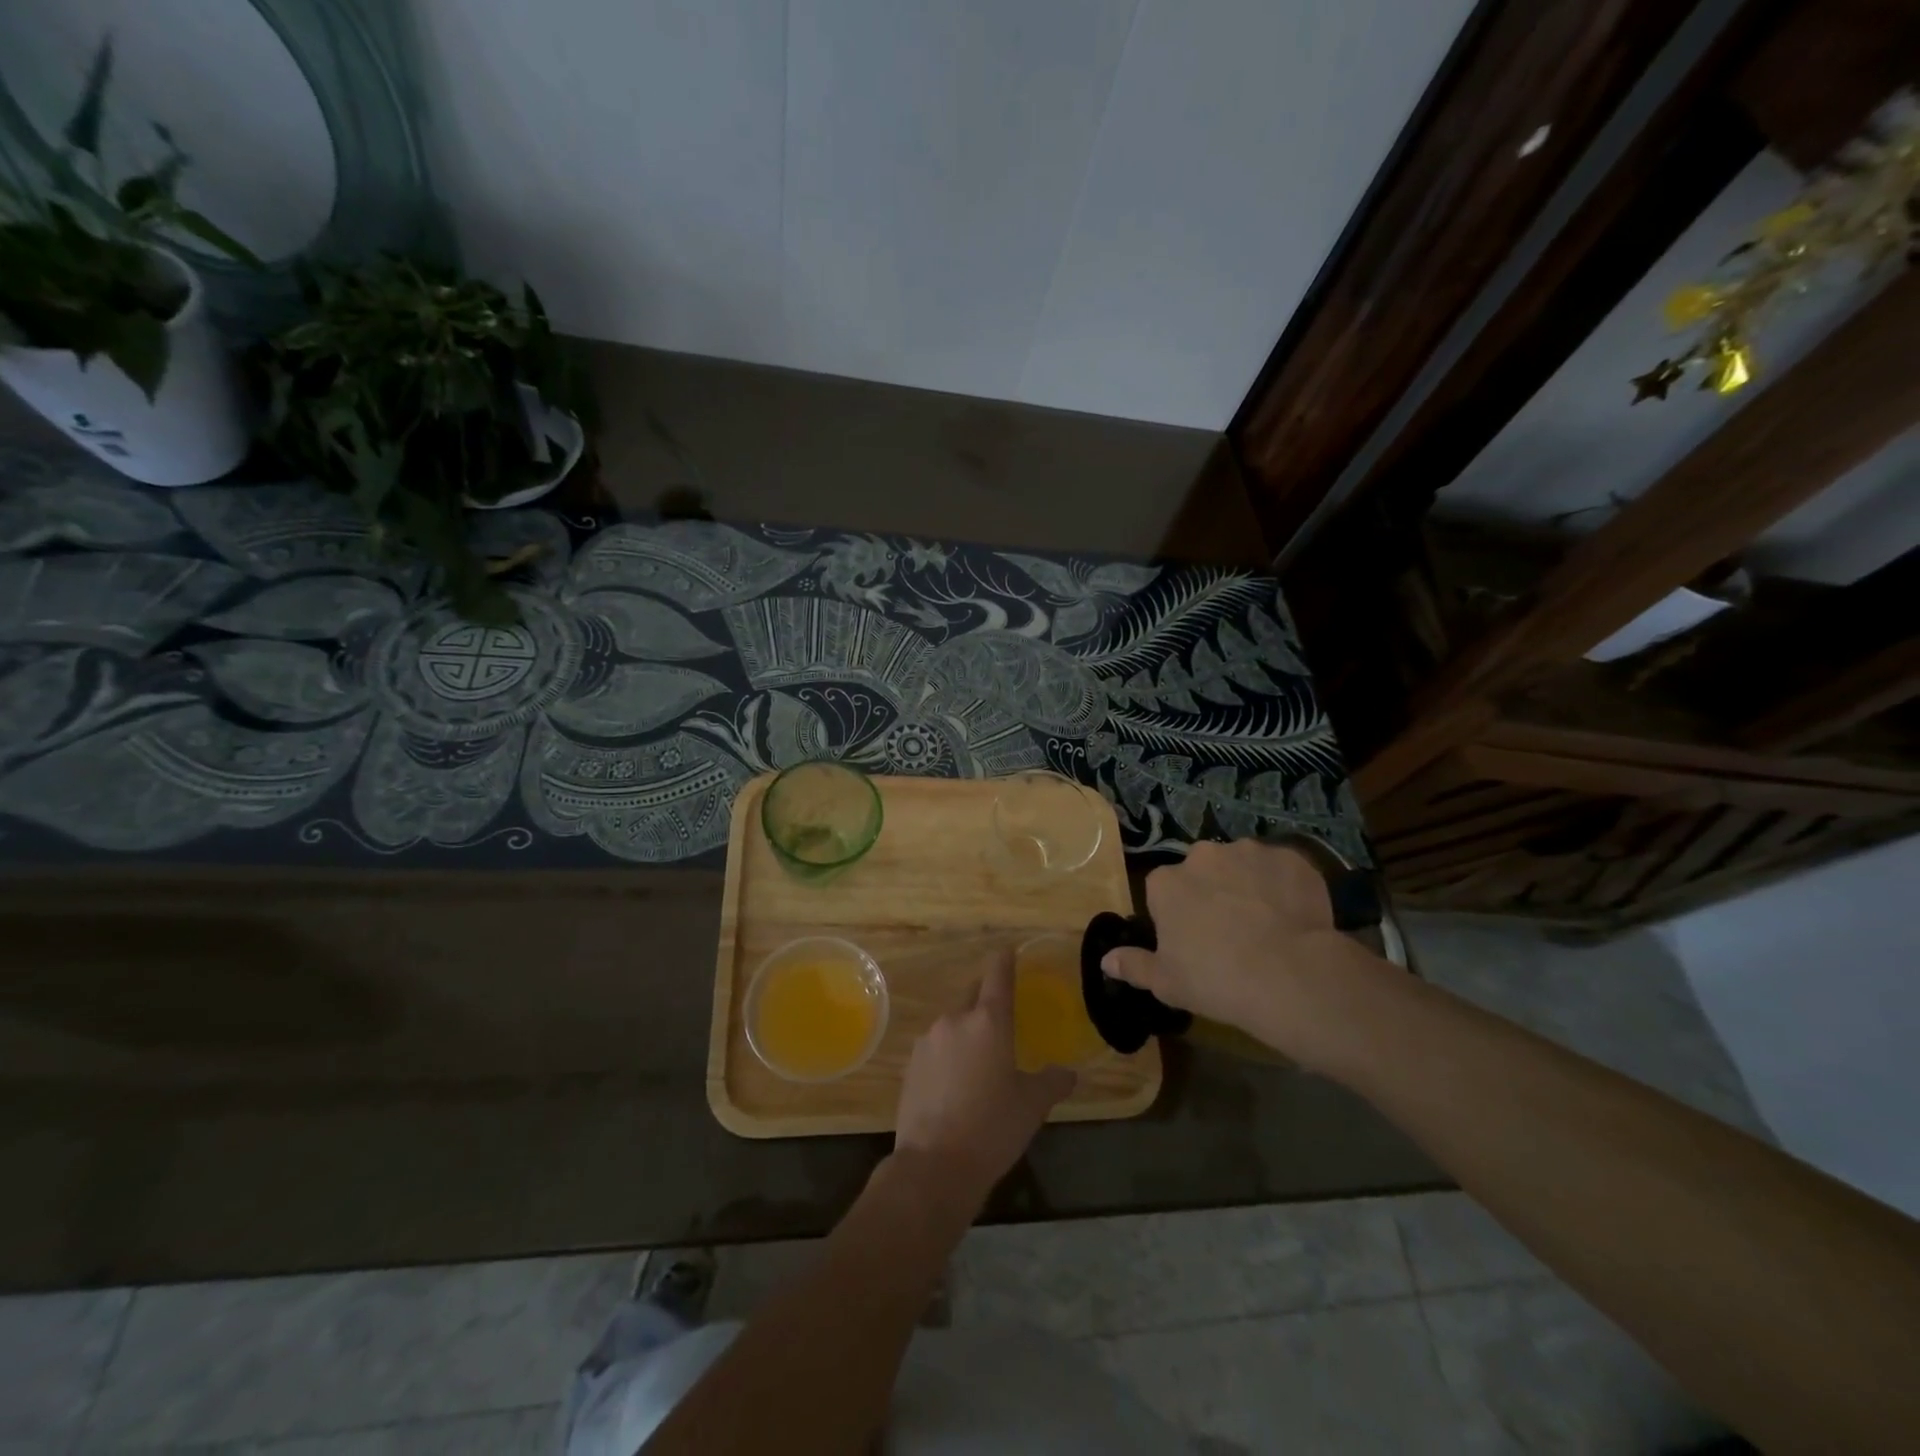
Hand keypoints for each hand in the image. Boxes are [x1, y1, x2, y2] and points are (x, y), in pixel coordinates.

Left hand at [894, 951, 1073, 1205]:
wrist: (934, 1166)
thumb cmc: (992, 1128)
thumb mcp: (1032, 1105)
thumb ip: (1052, 1081)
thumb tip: (1069, 1073)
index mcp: (988, 1021)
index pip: (997, 975)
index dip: (1004, 961)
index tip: (1008, 952)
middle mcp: (955, 1020)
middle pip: (972, 996)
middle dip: (986, 1001)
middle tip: (1003, 1021)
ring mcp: (928, 1041)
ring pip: (953, 1024)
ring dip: (966, 1033)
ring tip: (980, 1064)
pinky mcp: (910, 1064)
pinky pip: (936, 1048)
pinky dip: (948, 1056)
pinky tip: (956, 1085)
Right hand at [1101, 839, 1386, 1069]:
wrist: (1289, 974)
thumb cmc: (1215, 979)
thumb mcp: (1166, 982)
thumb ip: (1133, 965)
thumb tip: (1106, 960)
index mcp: (1166, 882)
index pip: (1164, 890)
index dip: (1178, 914)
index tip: (1192, 940)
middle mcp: (1203, 855)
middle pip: (1203, 870)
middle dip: (1212, 891)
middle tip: (1230, 930)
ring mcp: (1249, 852)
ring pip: (1243, 865)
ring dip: (1248, 885)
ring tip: (1267, 923)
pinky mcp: (1290, 857)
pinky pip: (1282, 869)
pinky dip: (1285, 886)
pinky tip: (1295, 916)